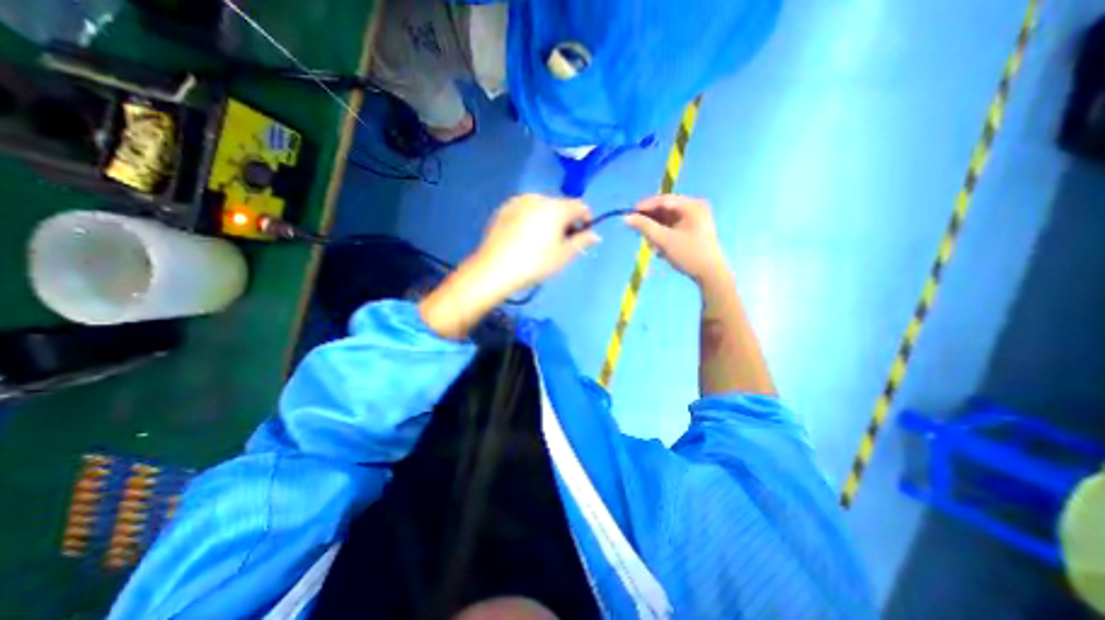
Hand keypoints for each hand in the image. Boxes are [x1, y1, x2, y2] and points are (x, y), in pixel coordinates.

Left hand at [468, 196, 600, 297]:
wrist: (495, 269)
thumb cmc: (535, 264)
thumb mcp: (563, 255)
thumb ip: (582, 241)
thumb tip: (595, 235)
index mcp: (556, 208)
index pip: (580, 206)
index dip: (585, 220)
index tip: (582, 236)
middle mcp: (538, 198)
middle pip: (561, 205)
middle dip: (566, 220)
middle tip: (561, 242)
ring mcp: (518, 201)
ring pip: (542, 207)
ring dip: (548, 219)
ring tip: (541, 241)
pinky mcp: (504, 209)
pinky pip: (526, 209)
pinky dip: (531, 218)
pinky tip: (524, 237)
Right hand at [624, 194, 730, 283]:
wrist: (710, 274)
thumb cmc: (688, 254)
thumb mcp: (663, 240)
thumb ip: (644, 227)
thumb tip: (625, 218)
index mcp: (692, 206)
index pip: (663, 200)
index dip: (644, 207)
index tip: (628, 215)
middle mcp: (695, 208)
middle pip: (665, 209)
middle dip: (650, 221)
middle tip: (637, 231)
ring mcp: (695, 219)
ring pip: (667, 219)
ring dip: (655, 230)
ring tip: (649, 244)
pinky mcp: (693, 229)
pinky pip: (673, 226)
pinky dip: (663, 234)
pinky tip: (658, 247)